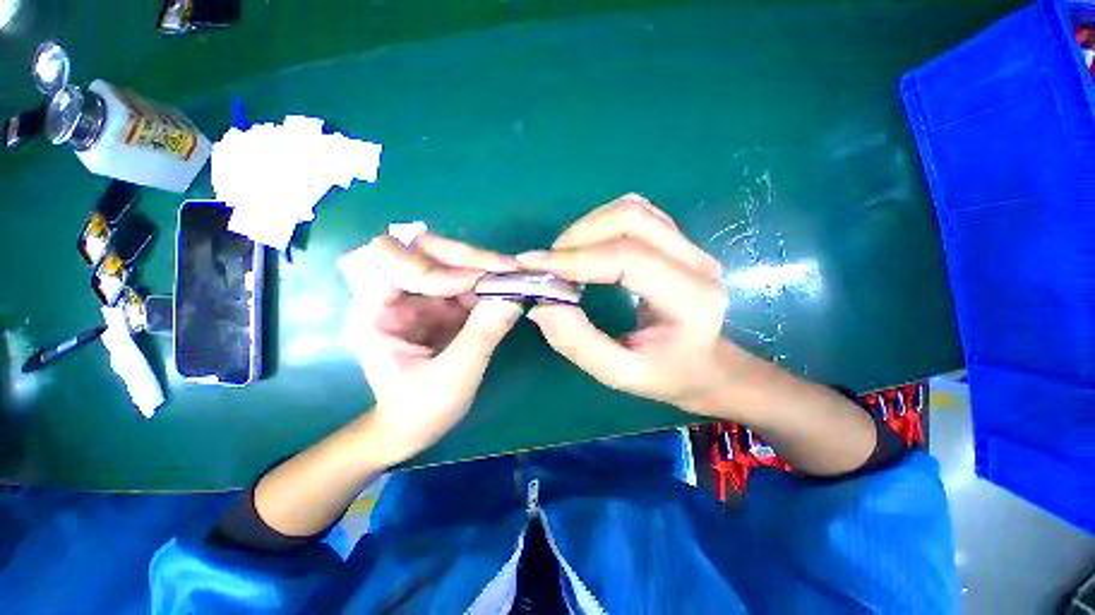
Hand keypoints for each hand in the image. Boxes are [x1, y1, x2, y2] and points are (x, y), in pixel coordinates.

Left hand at [343, 233, 522, 463]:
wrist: (415, 427)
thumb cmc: (420, 409)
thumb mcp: (452, 377)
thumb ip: (481, 335)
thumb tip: (513, 297)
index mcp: (375, 310)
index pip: (391, 259)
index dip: (432, 267)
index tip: (473, 286)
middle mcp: (395, 294)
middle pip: (424, 249)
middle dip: (464, 257)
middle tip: (505, 269)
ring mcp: (422, 297)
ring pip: (449, 260)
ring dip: (482, 266)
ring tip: (513, 277)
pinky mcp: (443, 303)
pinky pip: (466, 279)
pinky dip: (488, 281)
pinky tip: (509, 288)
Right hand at [519, 194, 737, 414]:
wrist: (705, 365)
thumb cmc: (667, 374)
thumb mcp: (620, 373)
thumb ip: (578, 343)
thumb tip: (542, 305)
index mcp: (689, 299)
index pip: (627, 259)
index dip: (576, 259)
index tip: (534, 267)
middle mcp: (696, 262)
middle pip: (631, 219)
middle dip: (579, 235)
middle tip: (549, 265)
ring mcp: (690, 246)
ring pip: (632, 209)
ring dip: (588, 226)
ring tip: (565, 257)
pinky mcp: (678, 240)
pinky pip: (636, 214)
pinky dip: (603, 223)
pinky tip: (588, 248)